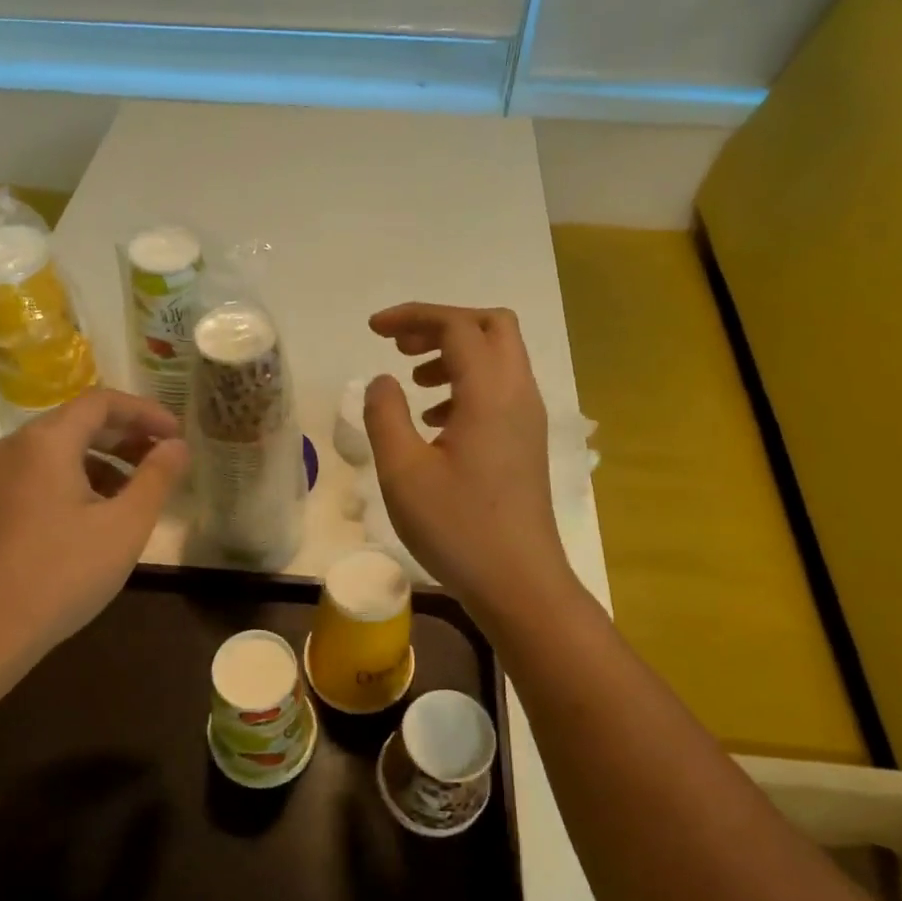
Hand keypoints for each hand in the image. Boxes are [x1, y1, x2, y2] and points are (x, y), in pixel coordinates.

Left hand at [0, 389, 189, 672]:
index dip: (145, 412)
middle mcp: (12, 447)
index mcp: (45, 441)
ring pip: (56, 451)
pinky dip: (73, 480)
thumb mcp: (124, 526)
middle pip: (76, 423)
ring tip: (134, 492)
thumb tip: (177, 445)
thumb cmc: (61, 574)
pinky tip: (93, 516)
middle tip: (162, 458)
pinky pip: (37, 475)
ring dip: (101, 461)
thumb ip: (157, 478)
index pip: (101, 402)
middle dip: (125, 436)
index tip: (176, 434)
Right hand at [364, 304, 570, 615]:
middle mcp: (518, 394)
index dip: (413, 317)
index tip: (373, 330)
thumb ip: (385, 415)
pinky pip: (501, 389)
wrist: (519, 583)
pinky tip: (435, 420)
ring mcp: (528, 419)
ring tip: (414, 379)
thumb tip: (382, 380)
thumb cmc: (457, 528)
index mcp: (490, 393)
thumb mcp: (403, 471)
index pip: (456, 326)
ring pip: (499, 357)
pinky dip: (467, 385)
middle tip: (400, 345)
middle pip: (491, 326)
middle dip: (442, 324)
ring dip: (456, 354)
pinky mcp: (527, 443)